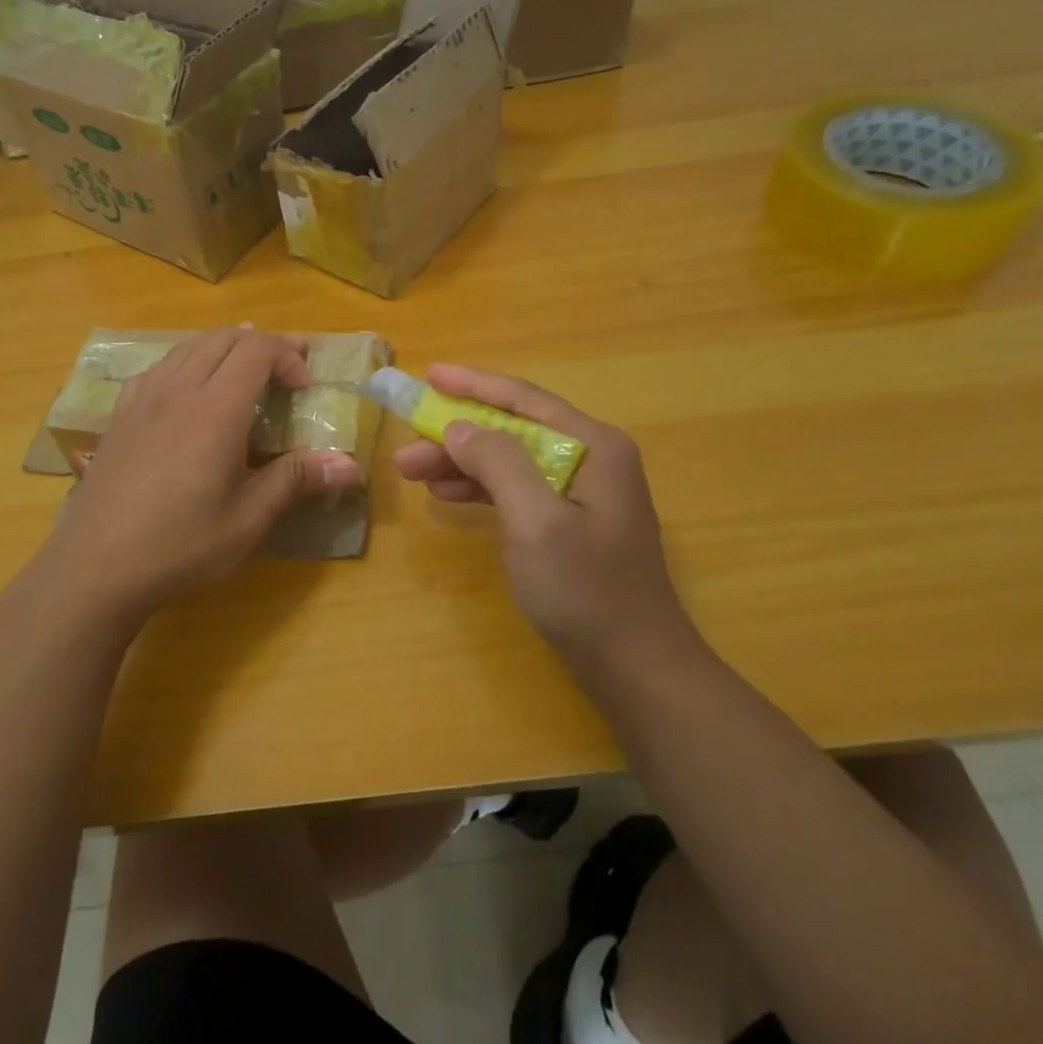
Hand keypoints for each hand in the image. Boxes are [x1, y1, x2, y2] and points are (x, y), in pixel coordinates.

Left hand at [37, 328, 360, 629]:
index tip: (304, 386)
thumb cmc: (180, 546)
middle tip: (287, 367)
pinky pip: (157, 368)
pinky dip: (186, 363)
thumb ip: (296, 480)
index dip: (287, 354)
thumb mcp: (248, 519)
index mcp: (215, 409)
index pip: (257, 350)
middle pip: (223, 338)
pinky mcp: (118, 417)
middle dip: (261, 343)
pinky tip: (187, 390)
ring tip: (244, 367)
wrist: (93, 568)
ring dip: (223, 348)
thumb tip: (352, 466)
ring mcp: (142, 400)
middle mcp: (178, 390)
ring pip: (188, 347)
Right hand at [393, 364, 698, 669]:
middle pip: (513, 430)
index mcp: (593, 446)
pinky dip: (481, 489)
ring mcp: (582, 491)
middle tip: (406, 449)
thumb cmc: (587, 591)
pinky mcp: (570, 522)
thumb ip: (498, 463)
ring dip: (462, 463)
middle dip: (457, 435)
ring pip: (510, 460)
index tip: (429, 375)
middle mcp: (591, 458)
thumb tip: (458, 427)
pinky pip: (517, 489)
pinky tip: (447, 495)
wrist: (636, 668)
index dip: (473, 385)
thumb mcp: (536, 521)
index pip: (524, 399)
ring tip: (413, 473)